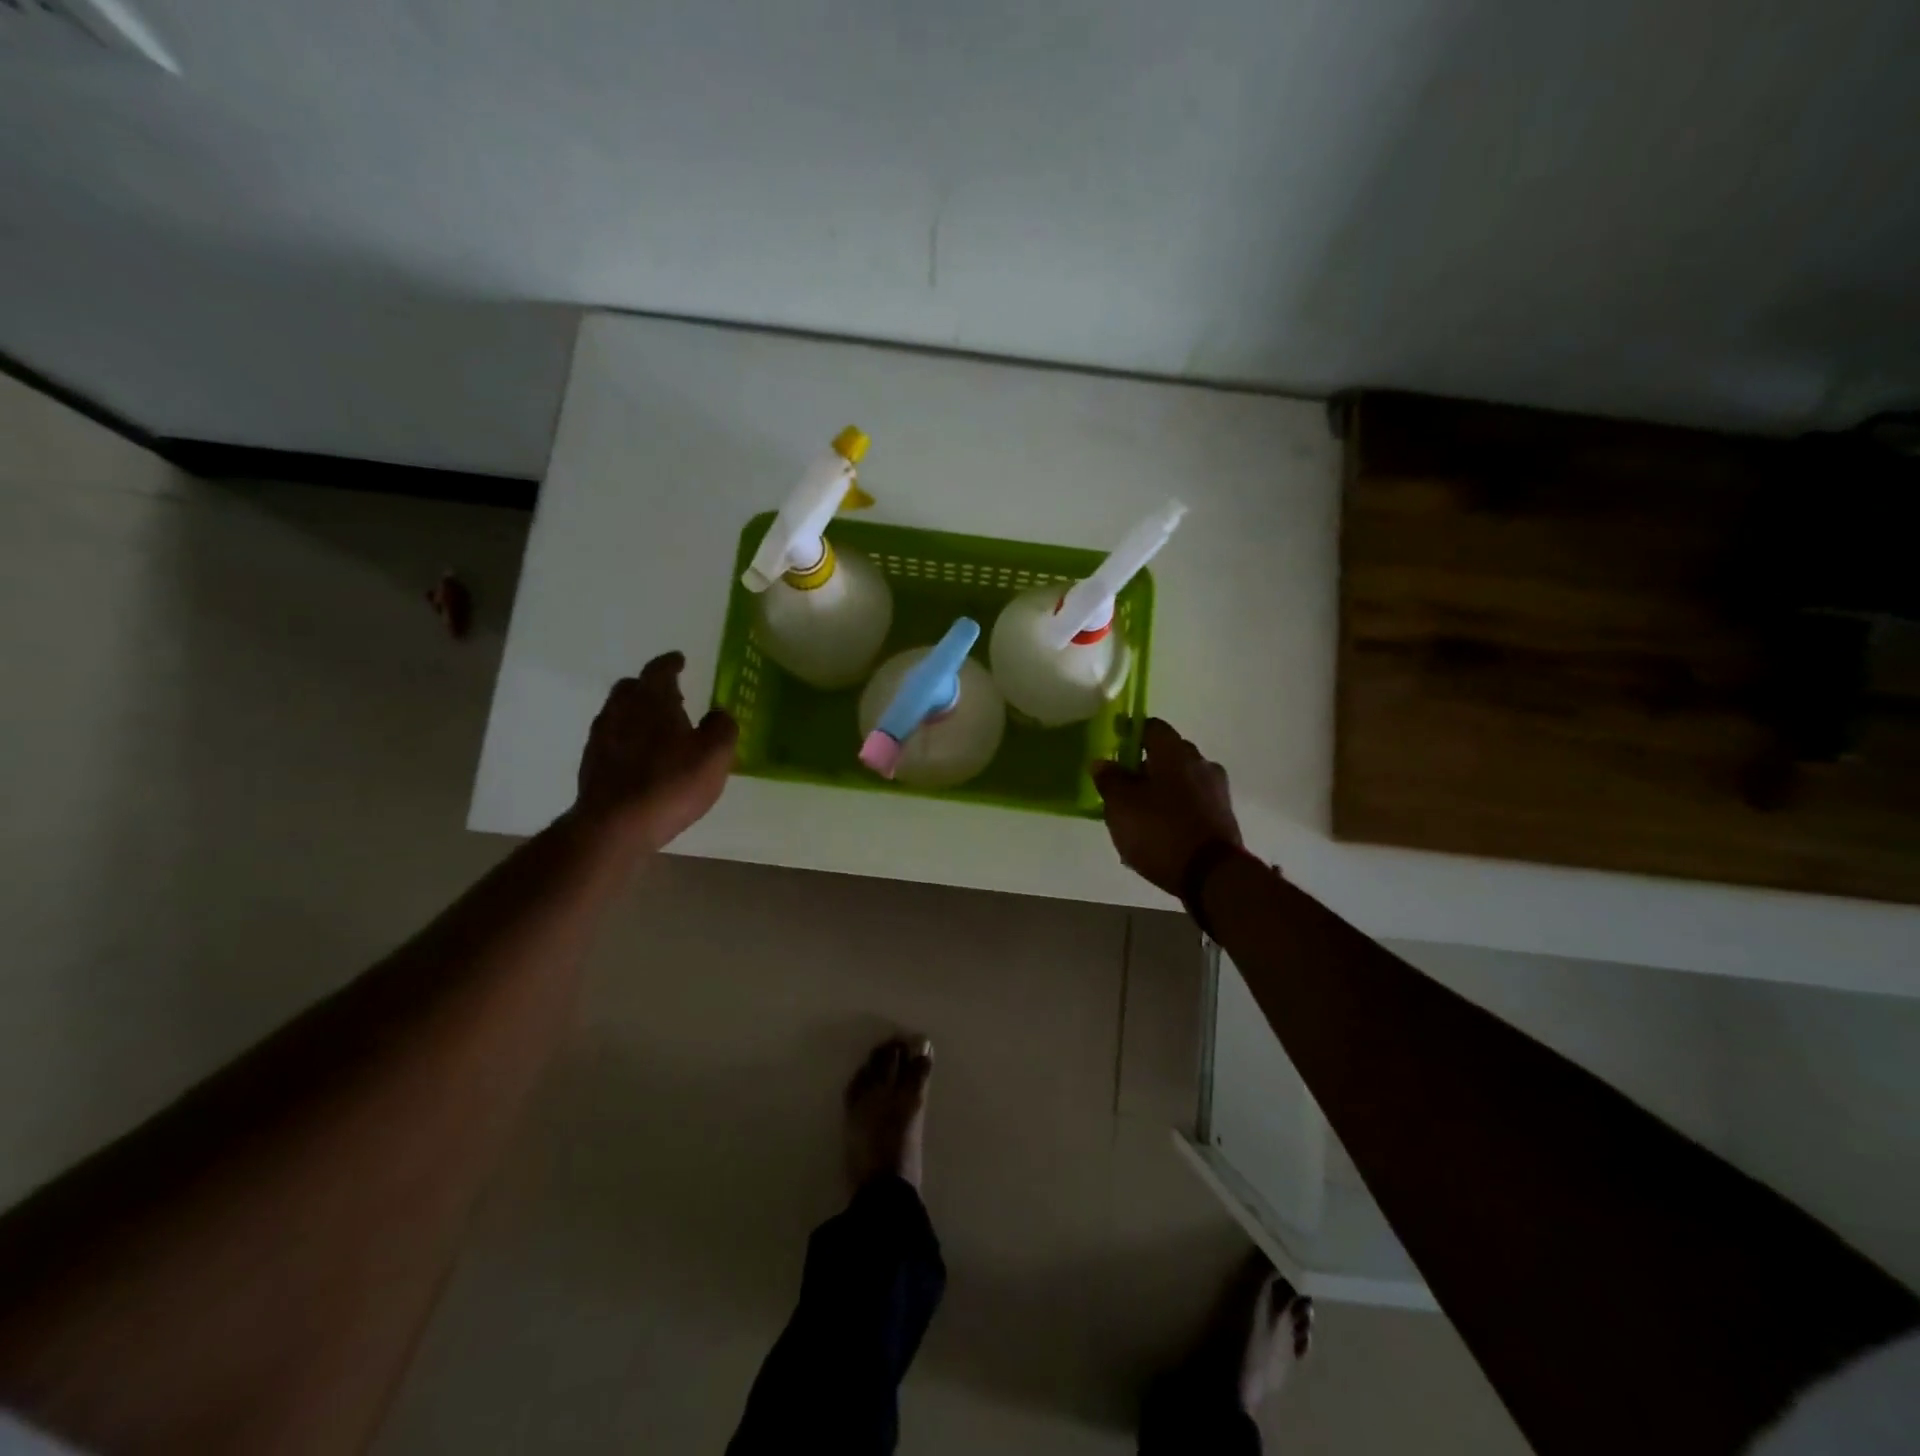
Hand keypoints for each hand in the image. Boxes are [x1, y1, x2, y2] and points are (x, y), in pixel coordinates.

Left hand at [573, 652, 737, 851]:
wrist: (615, 825)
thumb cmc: (671, 783)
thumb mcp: (715, 755)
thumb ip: (722, 728)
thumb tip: (718, 714)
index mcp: (653, 700)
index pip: (659, 670)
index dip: (671, 663)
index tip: (679, 660)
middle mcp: (621, 710)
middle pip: (631, 687)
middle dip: (650, 686)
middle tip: (670, 695)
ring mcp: (601, 738)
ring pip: (618, 712)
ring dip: (636, 713)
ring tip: (657, 727)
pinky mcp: (592, 765)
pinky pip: (611, 739)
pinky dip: (626, 739)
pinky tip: (640, 757)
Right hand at [1093, 718, 1242, 895]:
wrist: (1212, 875)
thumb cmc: (1160, 830)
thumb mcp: (1121, 806)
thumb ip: (1110, 780)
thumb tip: (1102, 762)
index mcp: (1174, 752)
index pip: (1152, 726)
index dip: (1131, 733)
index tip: (1115, 746)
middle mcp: (1200, 762)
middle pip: (1168, 754)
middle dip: (1146, 765)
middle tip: (1124, 786)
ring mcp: (1216, 789)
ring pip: (1181, 779)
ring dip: (1162, 789)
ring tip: (1140, 814)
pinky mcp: (1223, 815)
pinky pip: (1193, 802)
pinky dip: (1176, 809)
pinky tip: (1160, 830)